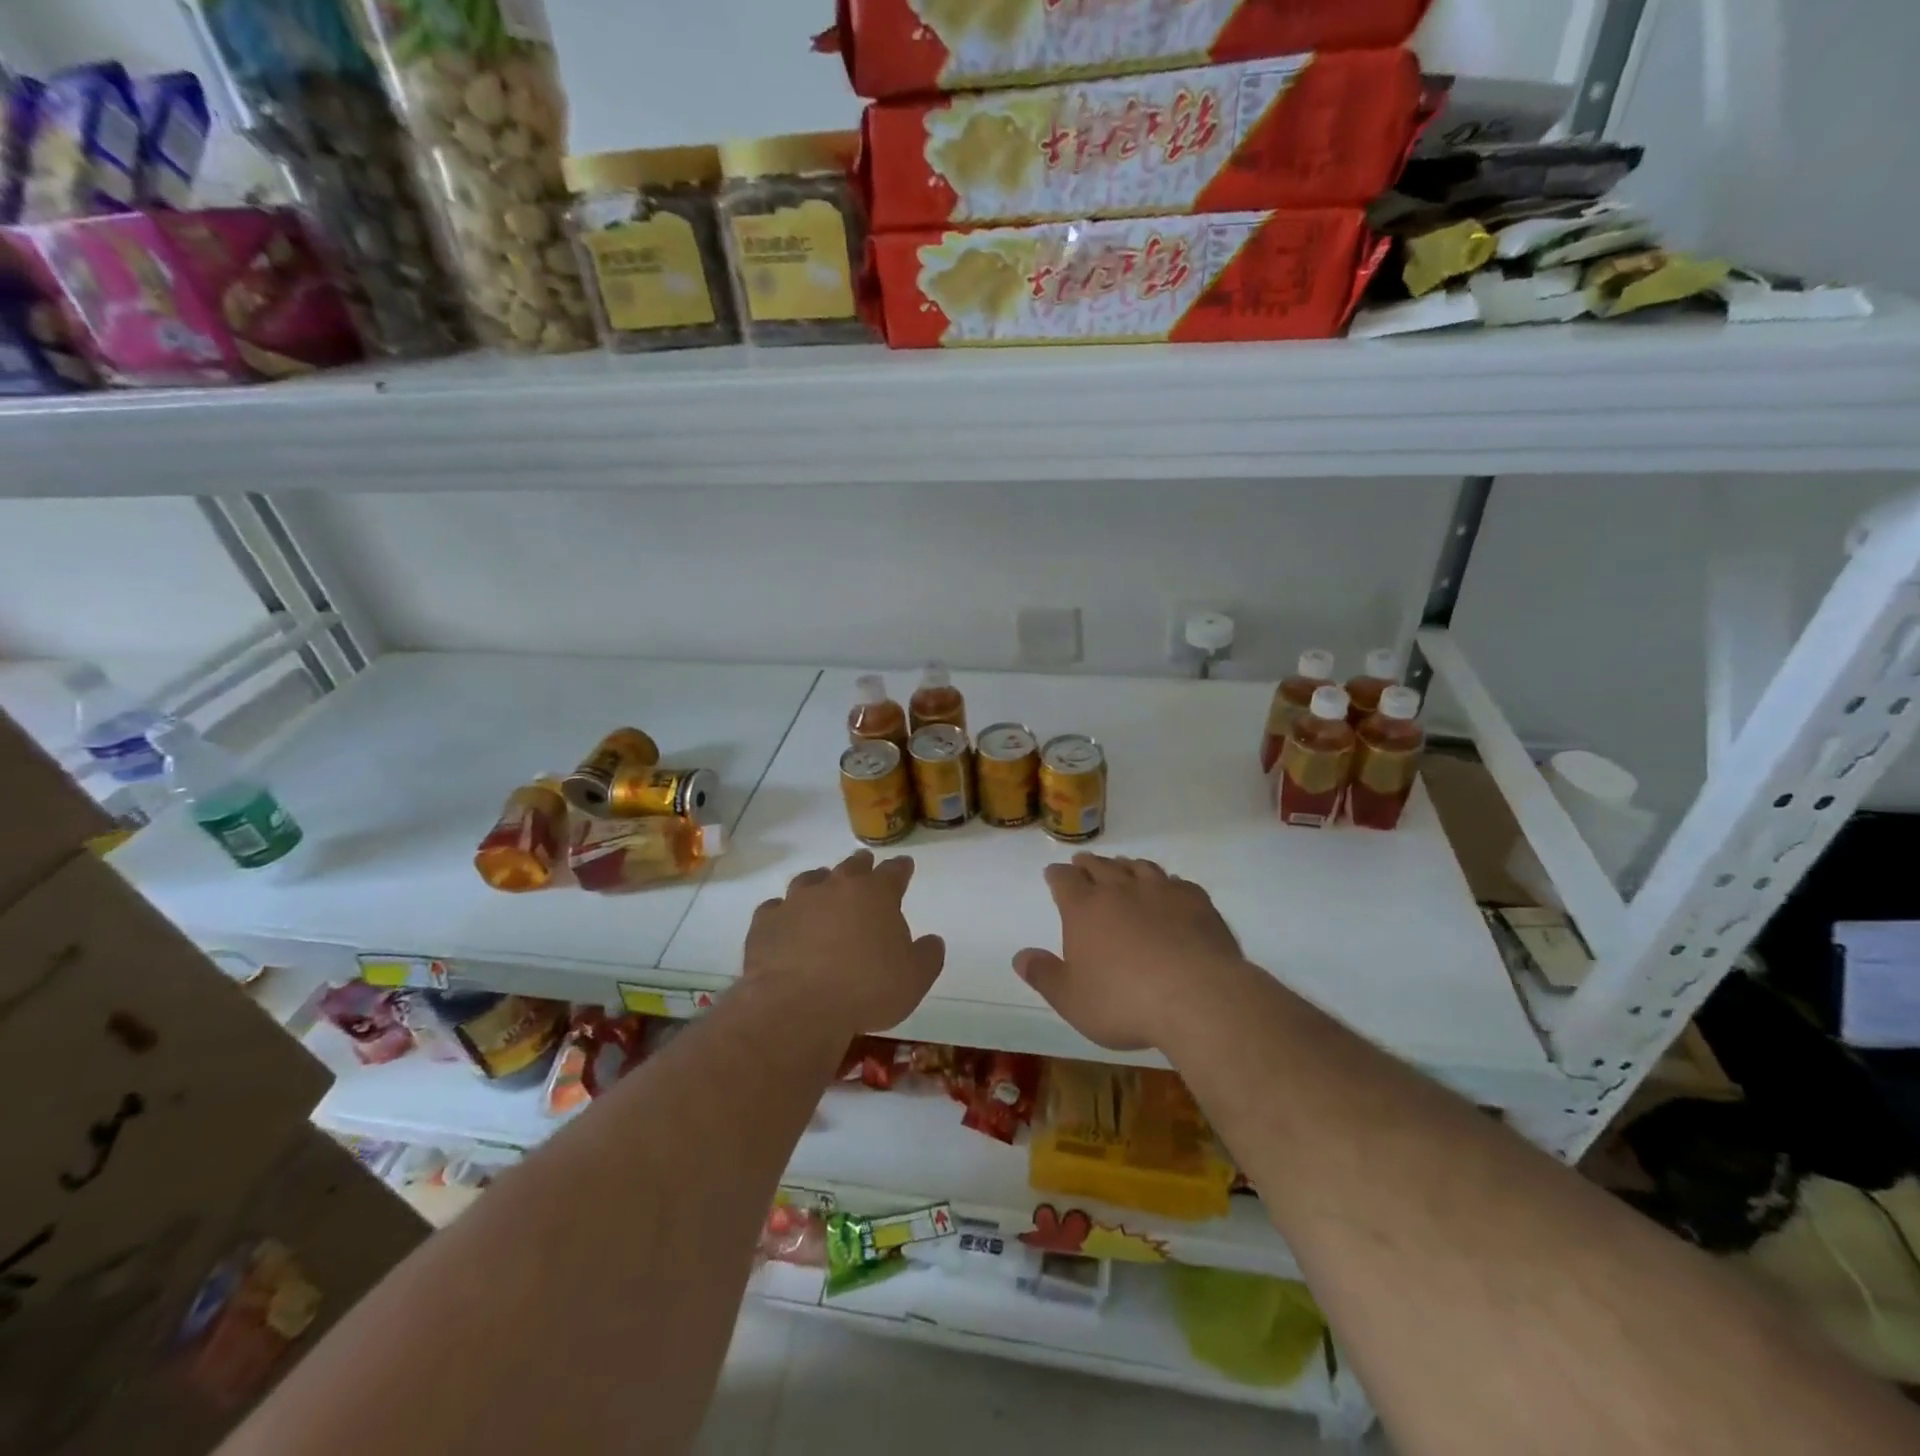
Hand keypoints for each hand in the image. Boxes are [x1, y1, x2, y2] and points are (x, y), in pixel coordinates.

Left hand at [743, 850, 944, 1034]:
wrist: (797, 1007)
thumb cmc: (866, 990)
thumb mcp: (914, 979)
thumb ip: (927, 956)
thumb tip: (932, 941)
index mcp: (876, 894)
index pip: (894, 871)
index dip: (901, 868)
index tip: (904, 866)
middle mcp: (836, 887)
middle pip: (851, 867)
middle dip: (861, 866)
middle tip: (864, 866)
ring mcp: (796, 901)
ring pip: (810, 880)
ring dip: (819, 881)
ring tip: (822, 886)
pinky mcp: (766, 923)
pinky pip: (775, 909)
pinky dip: (783, 912)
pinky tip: (784, 922)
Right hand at [1014, 854, 1244, 1050]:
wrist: (1197, 996)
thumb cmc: (1124, 1002)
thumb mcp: (1072, 999)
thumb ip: (1044, 975)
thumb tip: (1020, 956)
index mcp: (1084, 909)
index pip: (1064, 880)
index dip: (1056, 876)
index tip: (1053, 873)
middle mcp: (1120, 890)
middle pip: (1100, 866)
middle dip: (1088, 864)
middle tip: (1082, 862)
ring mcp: (1160, 891)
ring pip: (1138, 868)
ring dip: (1125, 866)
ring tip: (1122, 867)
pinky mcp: (1195, 901)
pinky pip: (1177, 882)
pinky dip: (1167, 882)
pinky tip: (1170, 888)